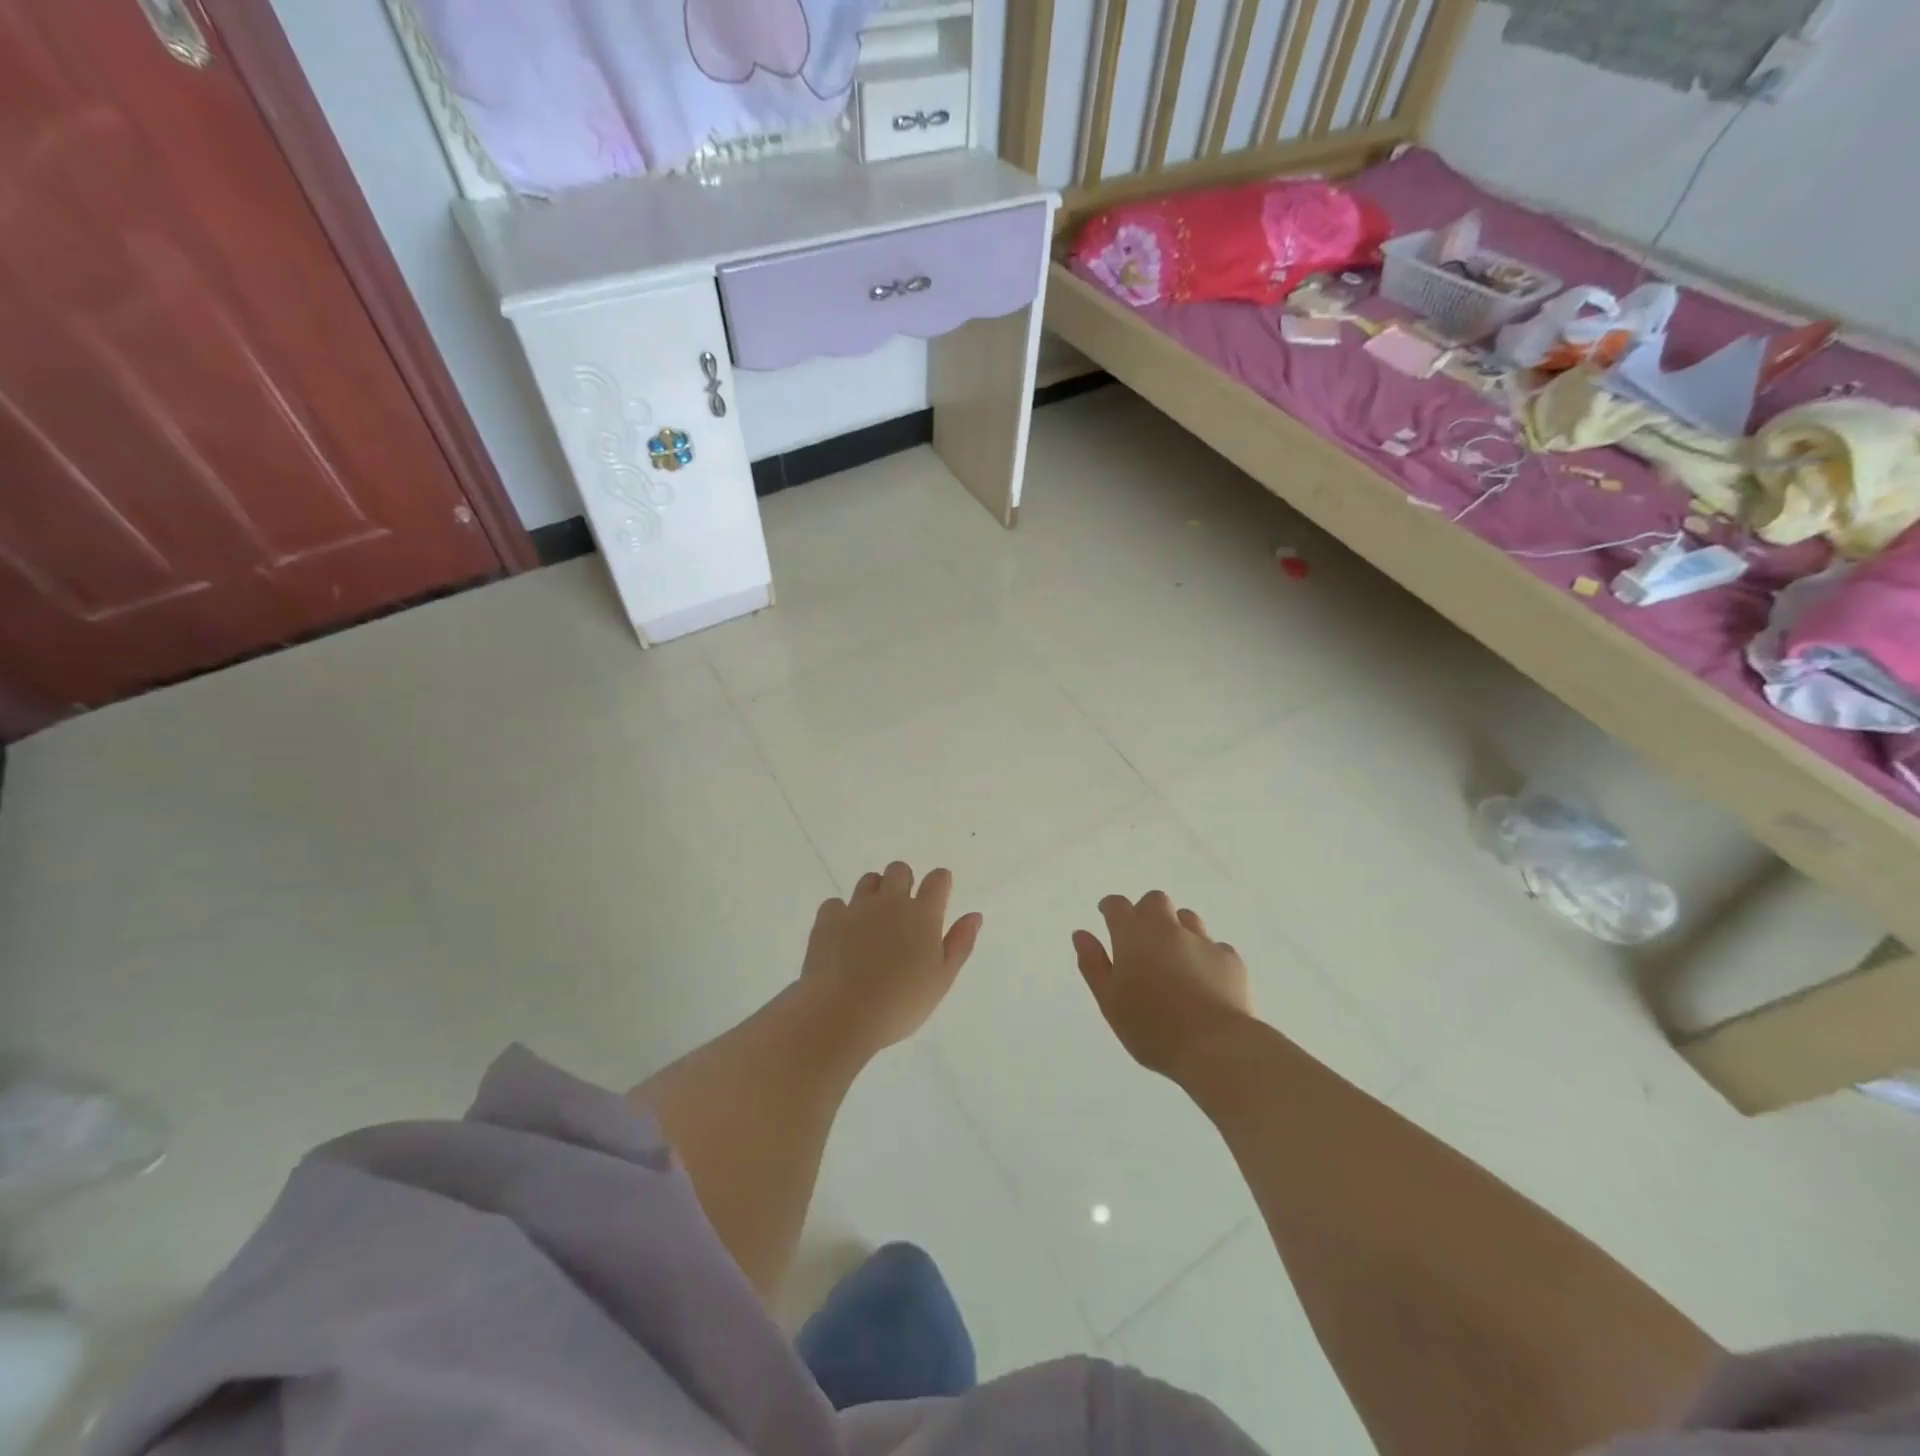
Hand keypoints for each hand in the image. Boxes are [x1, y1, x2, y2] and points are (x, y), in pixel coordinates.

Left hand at [800, 862, 982, 1055]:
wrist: (842, 1013)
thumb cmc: (901, 1003)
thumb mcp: (942, 979)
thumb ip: (960, 943)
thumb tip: (974, 915)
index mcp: (923, 914)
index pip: (938, 879)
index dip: (940, 881)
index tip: (939, 893)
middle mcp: (890, 901)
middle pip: (899, 870)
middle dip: (904, 881)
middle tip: (902, 910)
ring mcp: (856, 907)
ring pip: (868, 880)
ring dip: (874, 893)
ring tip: (873, 921)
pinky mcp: (828, 919)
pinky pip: (835, 903)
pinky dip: (841, 914)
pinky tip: (842, 934)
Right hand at [1073, 891, 1253, 1082]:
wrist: (1217, 1047)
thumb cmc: (1152, 1028)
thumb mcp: (1110, 1002)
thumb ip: (1093, 964)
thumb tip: (1081, 934)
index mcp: (1133, 936)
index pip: (1117, 905)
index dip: (1110, 907)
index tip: (1106, 915)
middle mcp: (1168, 929)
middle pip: (1155, 901)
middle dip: (1145, 911)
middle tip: (1141, 938)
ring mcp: (1203, 941)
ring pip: (1187, 918)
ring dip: (1177, 928)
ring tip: (1173, 957)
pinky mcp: (1230, 959)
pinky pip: (1214, 946)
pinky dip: (1204, 955)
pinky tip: (1204, 979)